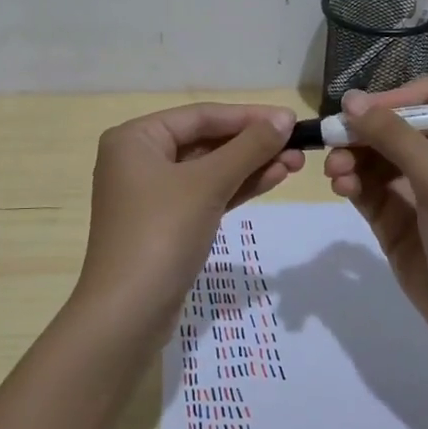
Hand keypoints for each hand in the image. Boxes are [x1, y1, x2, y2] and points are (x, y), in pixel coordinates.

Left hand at [76, 103, 301, 332]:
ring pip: (209, 170)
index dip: (248, 116)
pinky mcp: (166, 224)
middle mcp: (138, 159)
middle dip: (252, 144)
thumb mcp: (207, 184)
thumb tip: (284, 118)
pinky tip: (272, 179)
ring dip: (250, 166)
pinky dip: (236, 188)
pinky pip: (205, 194)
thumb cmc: (161, 233)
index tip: (291, 120)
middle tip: (299, 146)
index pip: (200, 115)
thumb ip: (248, 148)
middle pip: (205, 141)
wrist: (128, 313)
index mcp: (135, 138)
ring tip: (296, 164)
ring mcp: (151, 194)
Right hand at [323, 79, 427, 355]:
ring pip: (371, 157)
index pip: (426, 98)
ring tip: (336, 174)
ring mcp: (412, 190)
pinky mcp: (391, 219)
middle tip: (333, 141)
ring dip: (350, 158)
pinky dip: (349, 182)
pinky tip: (341, 188)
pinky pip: (364, 187)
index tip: (362, 111)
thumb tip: (351, 99)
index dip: (393, 98)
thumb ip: (395, 137)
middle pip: (390, 126)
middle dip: (361, 132)